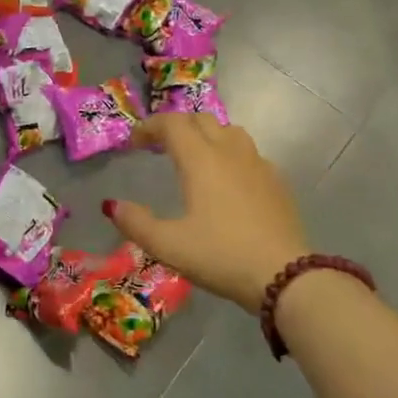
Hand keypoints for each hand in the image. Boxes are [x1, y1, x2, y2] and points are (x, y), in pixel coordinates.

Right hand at [105, 113, 310, 313]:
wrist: (286, 277)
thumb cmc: (221, 256)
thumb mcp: (169, 246)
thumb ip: (136, 223)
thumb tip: (111, 206)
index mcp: (200, 160)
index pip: (172, 123)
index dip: (149, 126)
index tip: (134, 143)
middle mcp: (229, 152)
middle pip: (201, 119)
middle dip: (176, 126)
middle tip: (159, 147)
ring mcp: (258, 164)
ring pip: (229, 131)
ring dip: (206, 134)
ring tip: (194, 157)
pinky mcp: (277, 182)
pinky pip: (249, 153)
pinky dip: (230, 154)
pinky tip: (228, 181)